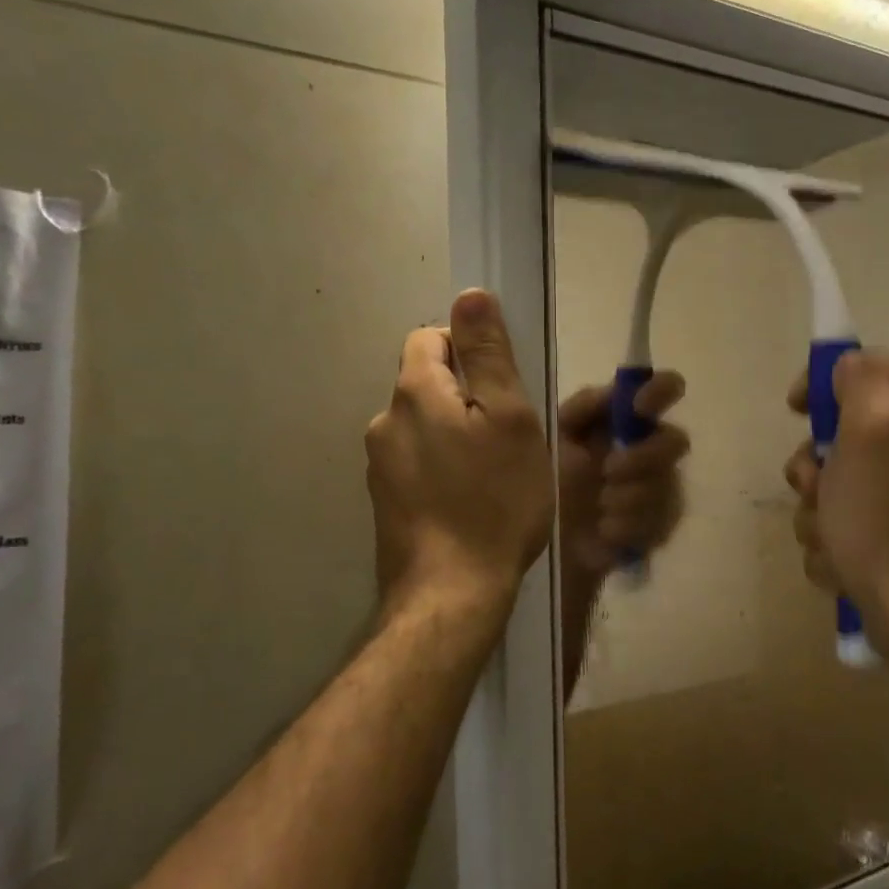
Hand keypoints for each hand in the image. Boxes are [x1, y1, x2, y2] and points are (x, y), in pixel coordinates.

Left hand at [366, 290, 552, 606]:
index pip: (430, 338)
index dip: (469, 350)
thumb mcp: (509, 418)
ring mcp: (379, 466)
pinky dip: (442, 468)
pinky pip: (417, 463)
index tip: (503, 387)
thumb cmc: (494, 499)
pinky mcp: (385, 502)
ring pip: (424, 426)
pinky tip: (469, 501)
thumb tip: (470, 295)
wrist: (452, 593)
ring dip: (455, 434)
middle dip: (466, 396)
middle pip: (428, 383)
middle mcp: (384, 421)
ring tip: (492, 473)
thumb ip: (488, 354)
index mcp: (414, 392)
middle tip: (508, 435)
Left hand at [556, 372, 689, 576]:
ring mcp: (661, 489)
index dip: (661, 391)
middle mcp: (652, 448)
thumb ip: (582, 408)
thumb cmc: (550, 478)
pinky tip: (605, 530)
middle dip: (643, 457)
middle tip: (608, 471)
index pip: (665, 389)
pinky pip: (661, 522)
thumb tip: (615, 390)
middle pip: (676, 441)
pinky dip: (629, 525)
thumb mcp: (556, 436)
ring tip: (599, 507)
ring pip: (667, 485)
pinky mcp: (660, 527)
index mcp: (628, 420)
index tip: (639, 407)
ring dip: (628, 497)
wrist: (543, 539)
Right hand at [784, 351, 888, 649]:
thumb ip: (861, 382)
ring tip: (830, 538)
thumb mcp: (871, 431)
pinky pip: (835, 527)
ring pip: (827, 487)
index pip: (860, 371)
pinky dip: (829, 546)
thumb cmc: (883, 517)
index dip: (823, 384)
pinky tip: (840, 564)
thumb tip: (847, 364)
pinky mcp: (884, 541)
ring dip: (814, 512)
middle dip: (811, 467)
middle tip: (816, 487)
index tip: (797, 410)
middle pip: (834, 437)